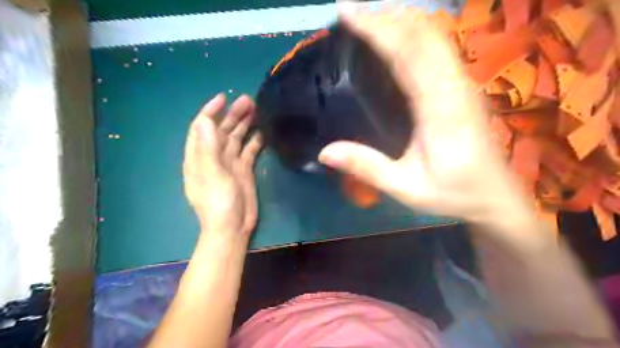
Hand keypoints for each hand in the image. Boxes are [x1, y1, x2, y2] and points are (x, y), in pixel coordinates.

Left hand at [182, 93, 261, 238]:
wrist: (233, 227)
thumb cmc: (218, 203)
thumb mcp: (211, 176)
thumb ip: (208, 149)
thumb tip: (206, 121)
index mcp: (199, 157)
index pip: (202, 128)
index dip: (211, 111)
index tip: (224, 98)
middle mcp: (214, 157)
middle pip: (222, 130)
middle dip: (233, 114)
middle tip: (249, 100)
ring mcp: (230, 163)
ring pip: (236, 138)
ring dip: (245, 124)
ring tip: (257, 109)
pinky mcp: (244, 170)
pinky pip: (249, 150)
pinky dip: (255, 140)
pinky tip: (264, 132)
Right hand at [317, 7, 535, 230]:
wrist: (495, 196)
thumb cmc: (453, 194)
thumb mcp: (407, 188)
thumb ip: (368, 168)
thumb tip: (324, 152)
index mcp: (441, 110)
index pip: (409, 54)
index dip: (378, 30)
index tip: (347, 15)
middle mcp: (455, 87)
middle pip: (423, 34)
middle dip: (385, 16)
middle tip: (349, 10)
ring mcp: (462, 84)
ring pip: (433, 36)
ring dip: (399, 19)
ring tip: (367, 16)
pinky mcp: (461, 87)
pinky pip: (437, 48)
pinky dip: (413, 33)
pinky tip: (395, 35)